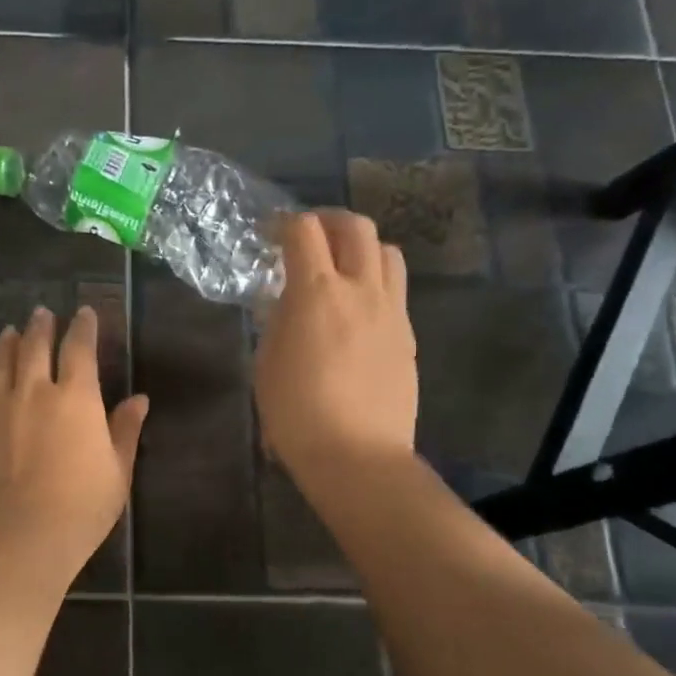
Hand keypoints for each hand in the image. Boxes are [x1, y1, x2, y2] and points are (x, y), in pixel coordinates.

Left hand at [0, 305, 148, 575]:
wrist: (17, 535)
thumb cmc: (80, 507)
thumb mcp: (116, 472)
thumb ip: (124, 431)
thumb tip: (139, 399)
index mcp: (76, 397)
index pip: (79, 349)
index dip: (83, 327)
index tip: (84, 311)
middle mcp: (33, 391)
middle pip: (35, 346)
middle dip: (41, 326)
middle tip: (41, 312)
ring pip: (0, 363)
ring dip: (7, 343)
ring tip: (9, 330)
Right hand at [255, 211, 417, 480]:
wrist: (357, 455)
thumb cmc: (297, 413)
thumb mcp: (268, 363)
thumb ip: (278, 320)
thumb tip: (286, 300)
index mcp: (317, 293)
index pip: (304, 231)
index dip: (284, 223)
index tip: (270, 234)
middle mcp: (361, 290)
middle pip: (356, 227)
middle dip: (329, 221)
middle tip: (309, 237)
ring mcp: (391, 311)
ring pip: (387, 252)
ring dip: (361, 248)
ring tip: (341, 267)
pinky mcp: (407, 335)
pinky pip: (395, 290)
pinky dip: (375, 282)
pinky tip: (358, 310)